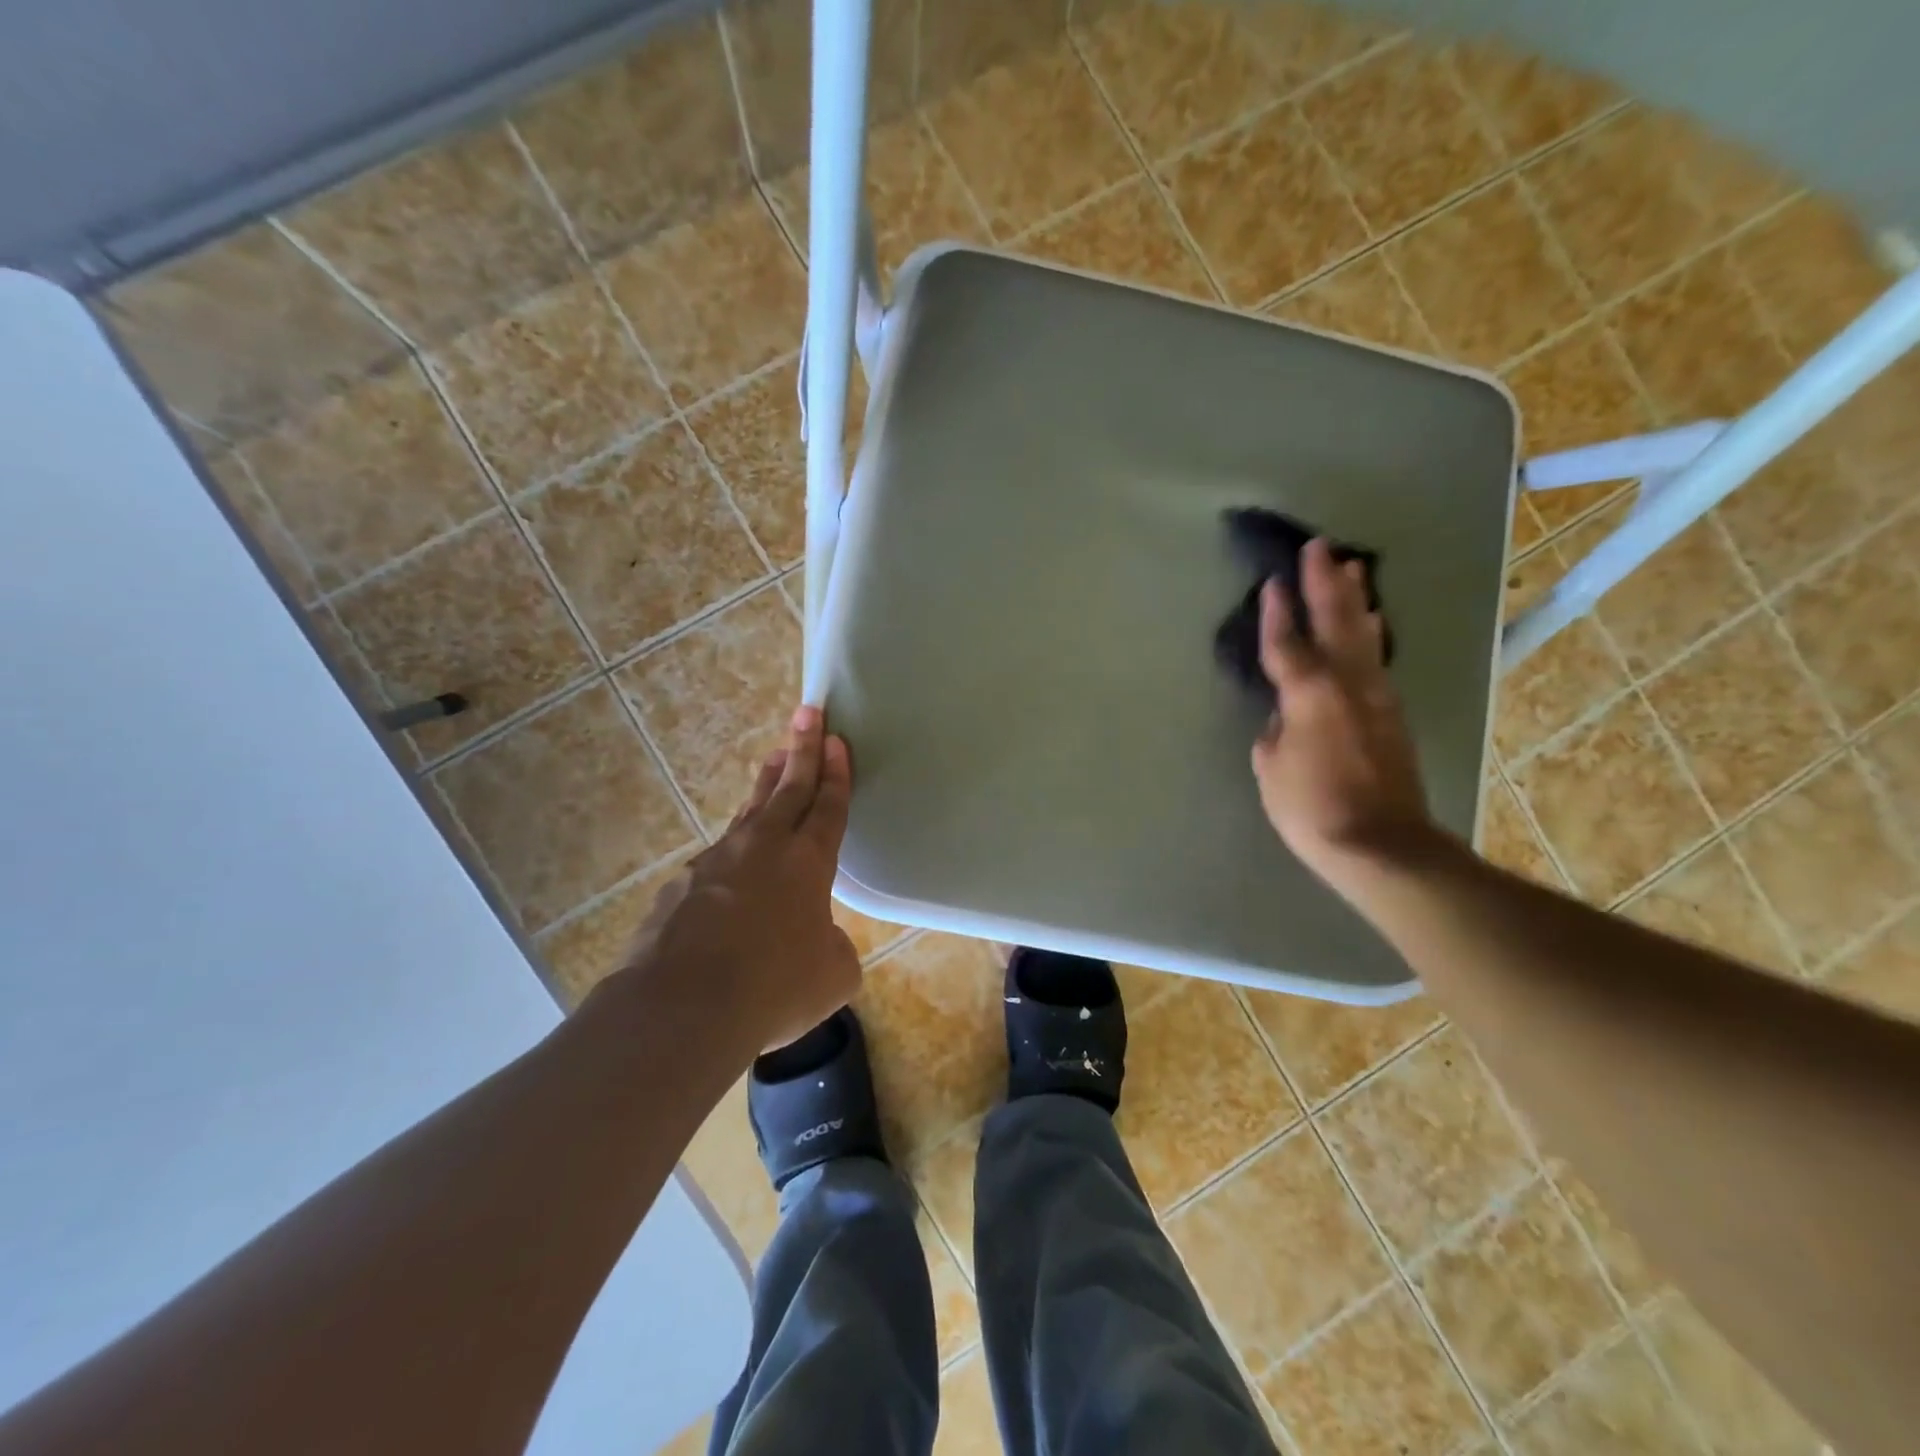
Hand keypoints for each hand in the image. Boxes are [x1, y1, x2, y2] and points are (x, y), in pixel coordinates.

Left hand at [621, 707, 859, 1053]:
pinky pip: (717, 859)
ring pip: (749, 813)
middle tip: (808, 712)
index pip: (828, 805)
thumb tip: (816, 941)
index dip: (836, 771)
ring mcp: (717, 862)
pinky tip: (731, 870)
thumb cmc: (773, 988)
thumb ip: (832, 946)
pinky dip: (732, 852)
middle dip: (803, 747)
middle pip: (789, 787)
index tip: (836, 738)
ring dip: (766, 786)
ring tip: (775, 763)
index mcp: (808, 863)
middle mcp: (763, 848)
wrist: (681, 1008)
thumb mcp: (832, 975)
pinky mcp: (682, 886)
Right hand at [1252, 539, 1432, 889]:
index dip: (1277, 613)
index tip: (1273, 581)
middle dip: (1325, 584)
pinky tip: (1371, 624)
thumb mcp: (1272, 769)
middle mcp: (1347, 684)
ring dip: (1356, 600)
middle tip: (1320, 547)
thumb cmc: (1312, 808)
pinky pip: (1376, 661)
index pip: (1287, 644)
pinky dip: (1370, 635)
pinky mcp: (1392, 715)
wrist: (1381, 844)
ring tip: (1353, 569)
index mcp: (1309, 694)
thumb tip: (1284, 716)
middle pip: (1336, 623)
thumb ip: (1274, 731)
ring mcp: (1376, 697)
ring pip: (1364, 636)